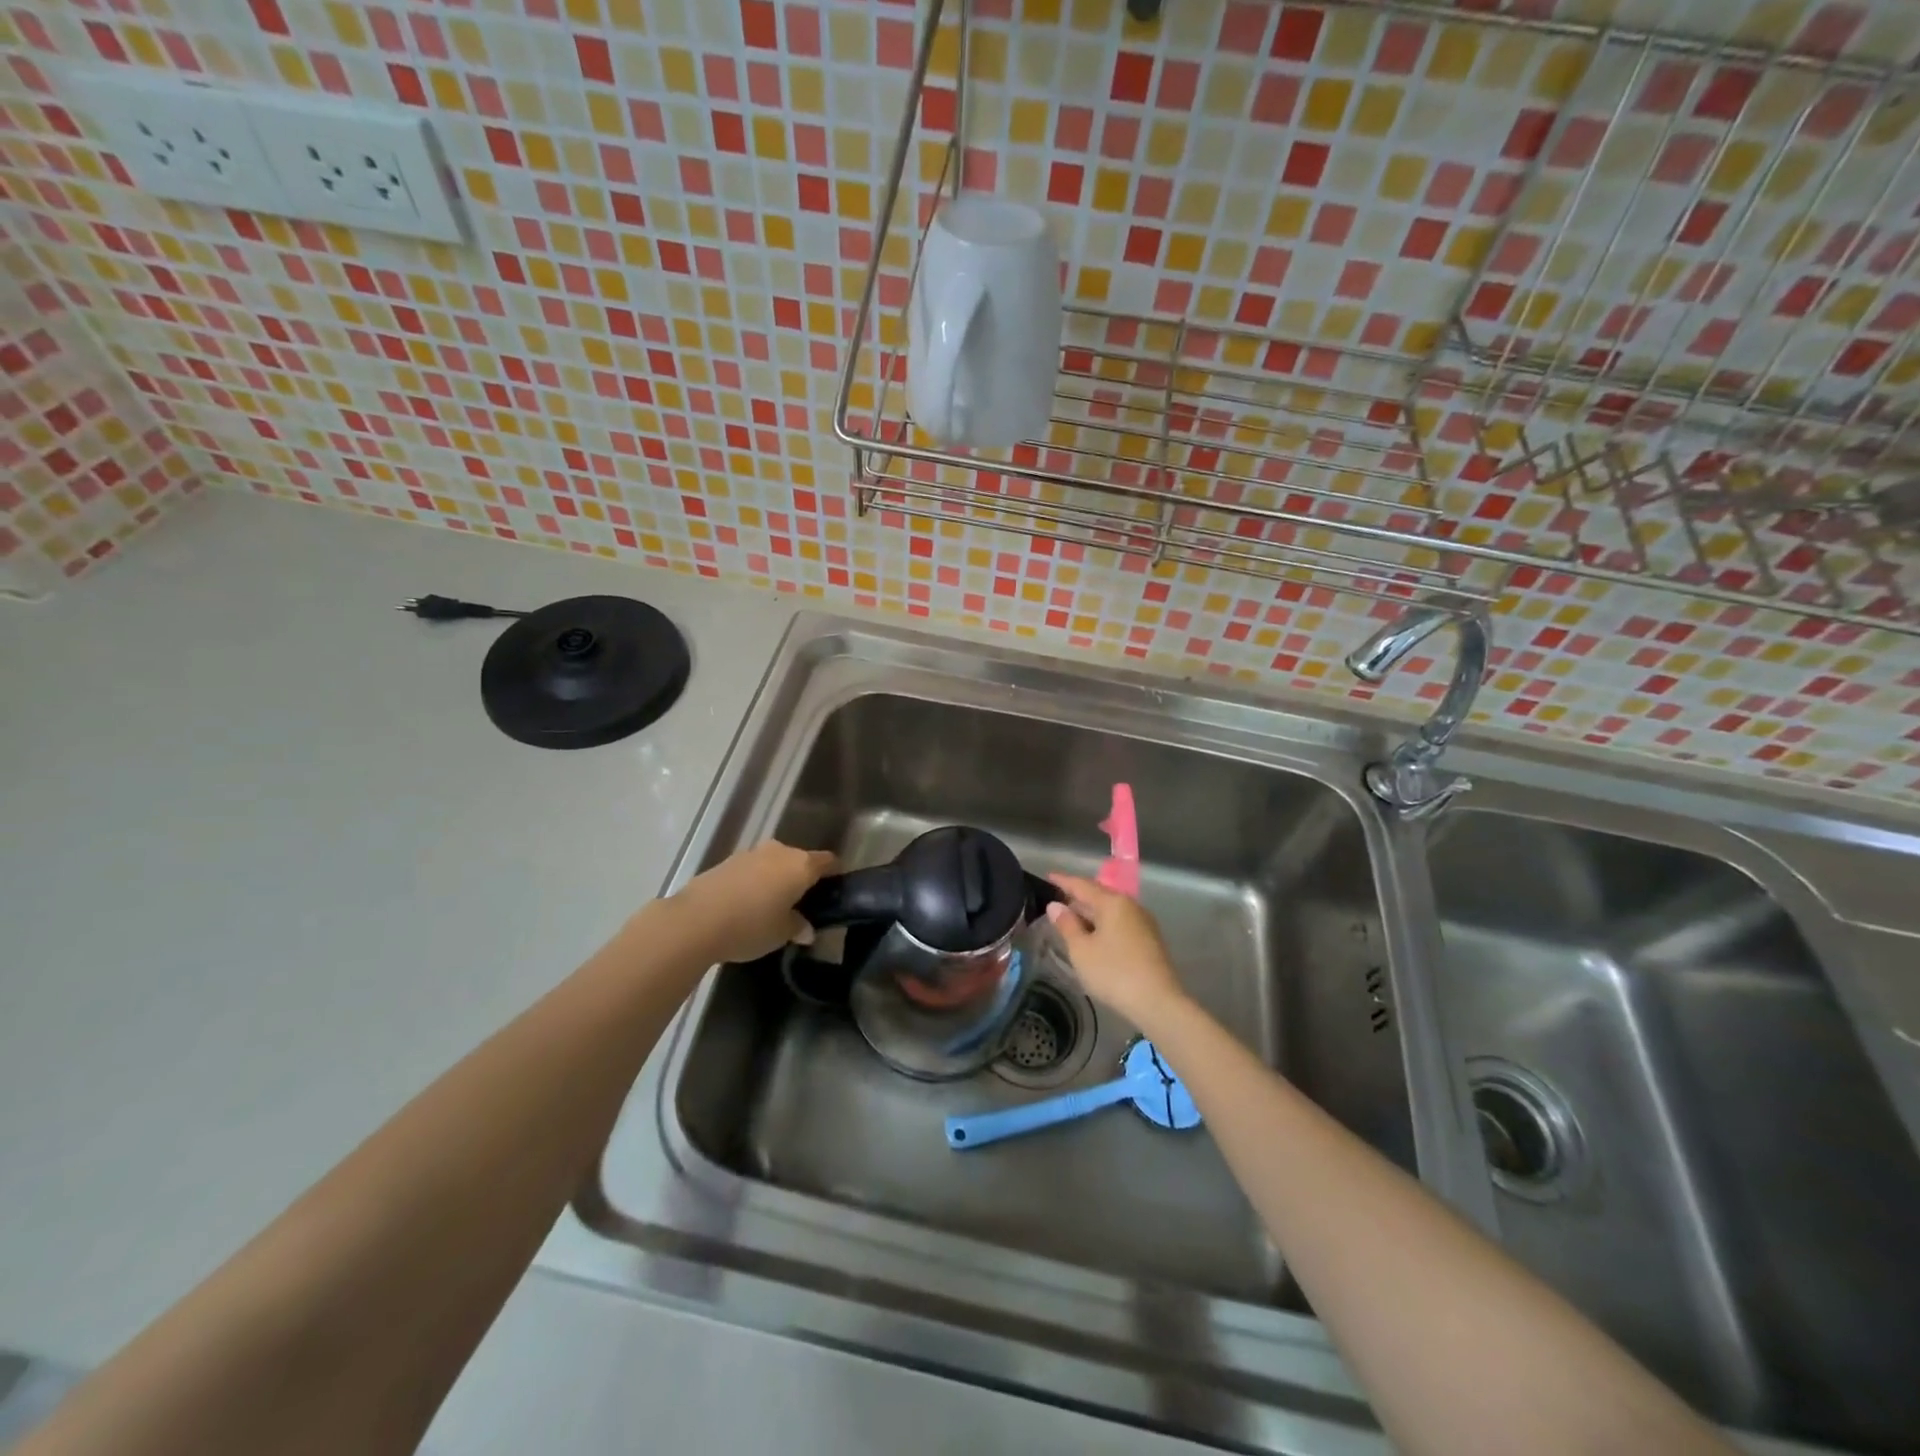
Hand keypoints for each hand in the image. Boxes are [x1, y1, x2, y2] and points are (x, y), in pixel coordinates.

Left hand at [670, 841, 837, 964]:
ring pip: (774, 863)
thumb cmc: (750, 926)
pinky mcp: (727, 861)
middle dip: (802, 879)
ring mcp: (751, 853)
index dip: (834, 875)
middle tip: (801, 905)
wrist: (695, 920)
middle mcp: (780, 851)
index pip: (828, 861)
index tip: (833, 892)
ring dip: (776, 879)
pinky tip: (746, 904)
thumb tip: (806, 928)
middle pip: (800, 860)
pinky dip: (755, 882)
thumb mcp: (781, 933)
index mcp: (801, 865)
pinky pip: (752, 869)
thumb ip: (798, 927)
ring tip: (771, 906)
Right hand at [1045, 873, 1187, 1028]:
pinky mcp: (1149, 940)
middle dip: (1077, 898)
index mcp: (1113, 902)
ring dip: (1091, 913)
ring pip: (1111, 910)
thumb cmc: (1114, 973)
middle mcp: (1130, 906)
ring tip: (1072, 920)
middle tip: (1056, 901)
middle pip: (1099, 895)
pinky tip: (1094, 937)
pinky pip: (1120, 923)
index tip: (1048, 876)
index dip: (1063, 881)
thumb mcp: (1081, 950)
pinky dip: (1103, 925)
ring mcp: (1143, 922)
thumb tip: (1056, 906)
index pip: (1082, 885)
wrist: (1158, 1002)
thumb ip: (1067, 925)